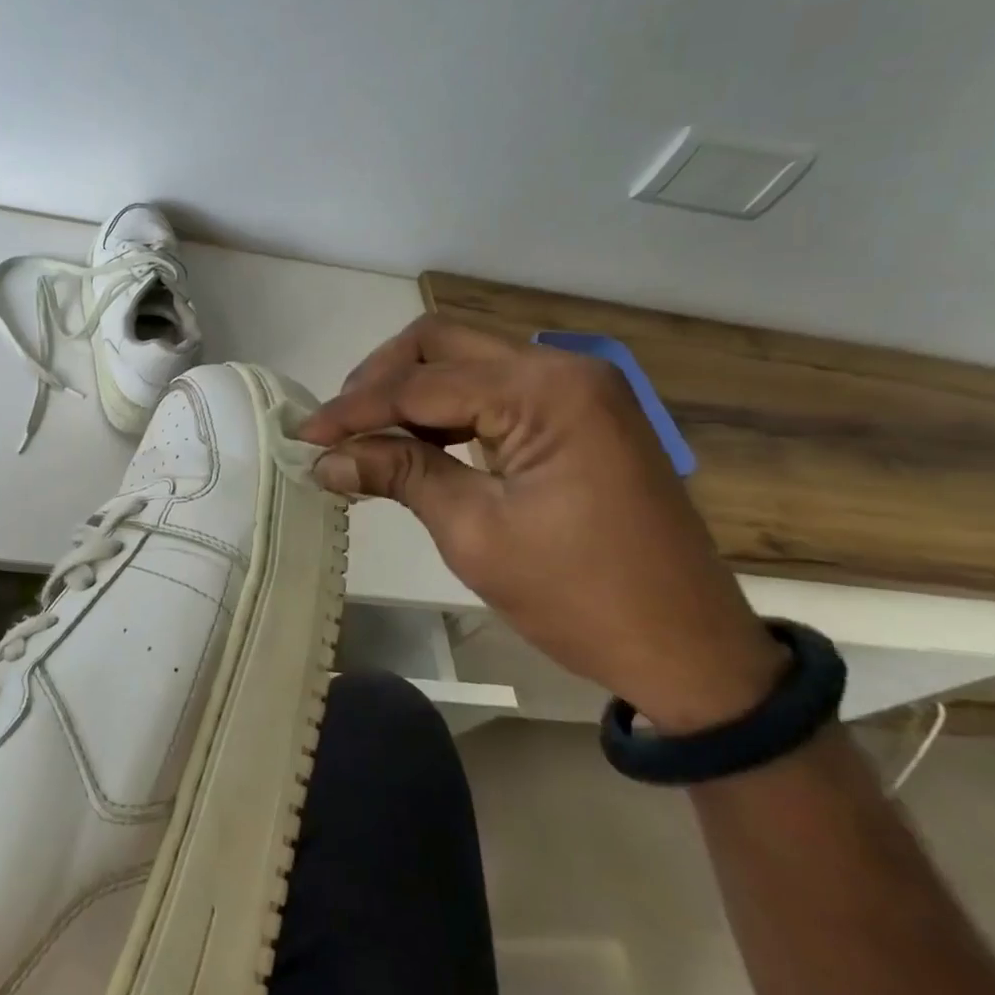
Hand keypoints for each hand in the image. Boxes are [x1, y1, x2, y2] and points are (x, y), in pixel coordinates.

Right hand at [301, 314, 786, 731]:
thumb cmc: (581, 597)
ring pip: (467, 360)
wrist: (691, 650)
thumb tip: (326, 459)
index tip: (304, 435)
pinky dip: (448, 409)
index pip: (421, 383)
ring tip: (367, 437)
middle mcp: (563, 369)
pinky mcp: (579, 413)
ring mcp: (577, 388)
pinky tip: (417, 441)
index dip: (354, 409)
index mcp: (545, 391)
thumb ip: (399, 474)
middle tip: (337, 427)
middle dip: (380, 380)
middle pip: (443, 344)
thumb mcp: (475, 533)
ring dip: (411, 391)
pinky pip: (495, 389)